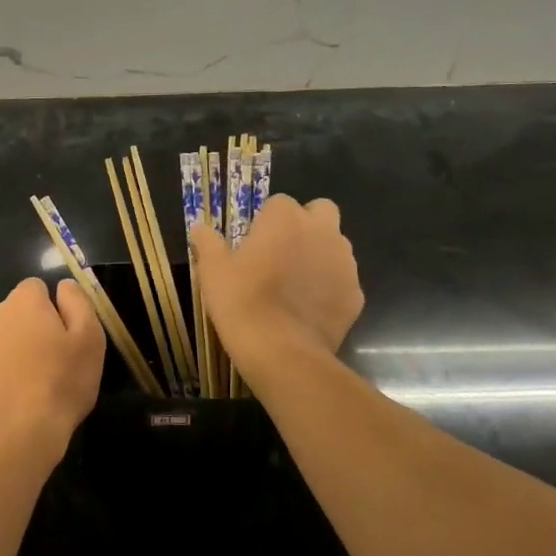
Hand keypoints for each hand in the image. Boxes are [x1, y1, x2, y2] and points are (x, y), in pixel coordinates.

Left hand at [0, 277, 104, 455]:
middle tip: (43, 365)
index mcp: (22, 303)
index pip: (35, 288)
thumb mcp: (90, 340)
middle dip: (24, 331)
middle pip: (10, 314)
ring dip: (1, 352)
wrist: (16, 438)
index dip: (49, 310)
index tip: (60, 338)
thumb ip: (77, 302)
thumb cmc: (60, 386)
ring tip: (20, 386)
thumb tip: (63, 286)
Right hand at [189, 196, 363, 363]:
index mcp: (286, 218)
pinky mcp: (356, 295)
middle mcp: (322, 231)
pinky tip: (308, 309)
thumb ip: (208, 243)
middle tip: (281, 252)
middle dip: (305, 225)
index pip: (279, 203)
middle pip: (320, 212)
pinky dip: (329, 288)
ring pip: (335, 246)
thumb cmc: (242, 302)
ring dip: (319, 255)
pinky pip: (342, 281)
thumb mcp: (213, 271)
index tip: (253, 243)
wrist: (282, 352)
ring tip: (294, 284)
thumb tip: (199, 227)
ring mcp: (345, 263)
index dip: (266, 221)